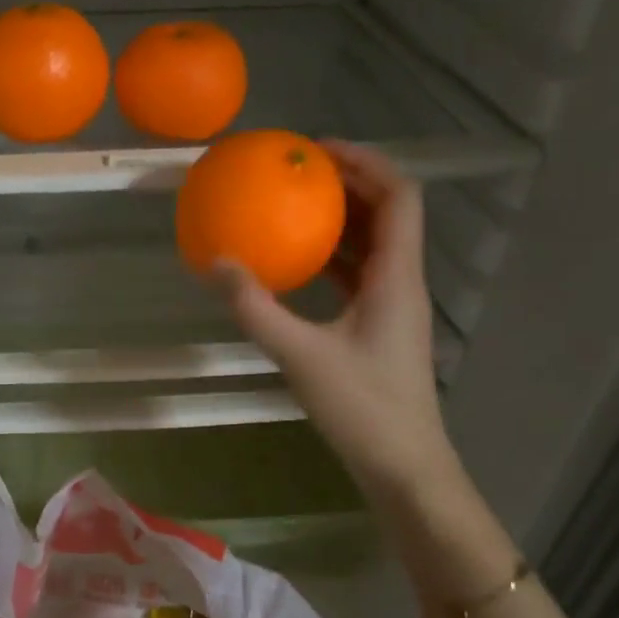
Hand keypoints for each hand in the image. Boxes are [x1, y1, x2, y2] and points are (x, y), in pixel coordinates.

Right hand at [217, 141, 456, 500]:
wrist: (404, 467)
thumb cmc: (362, 408)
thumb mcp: (300, 355)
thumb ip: (256, 308)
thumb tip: (214, 263)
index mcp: (397, 278)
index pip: (399, 197)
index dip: (367, 162)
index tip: (319, 150)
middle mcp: (403, 283)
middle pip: (388, 214)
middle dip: (349, 184)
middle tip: (298, 172)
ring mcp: (393, 308)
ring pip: (374, 246)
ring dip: (341, 220)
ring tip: (294, 205)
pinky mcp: (379, 329)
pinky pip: (359, 276)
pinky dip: (332, 258)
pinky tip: (297, 264)